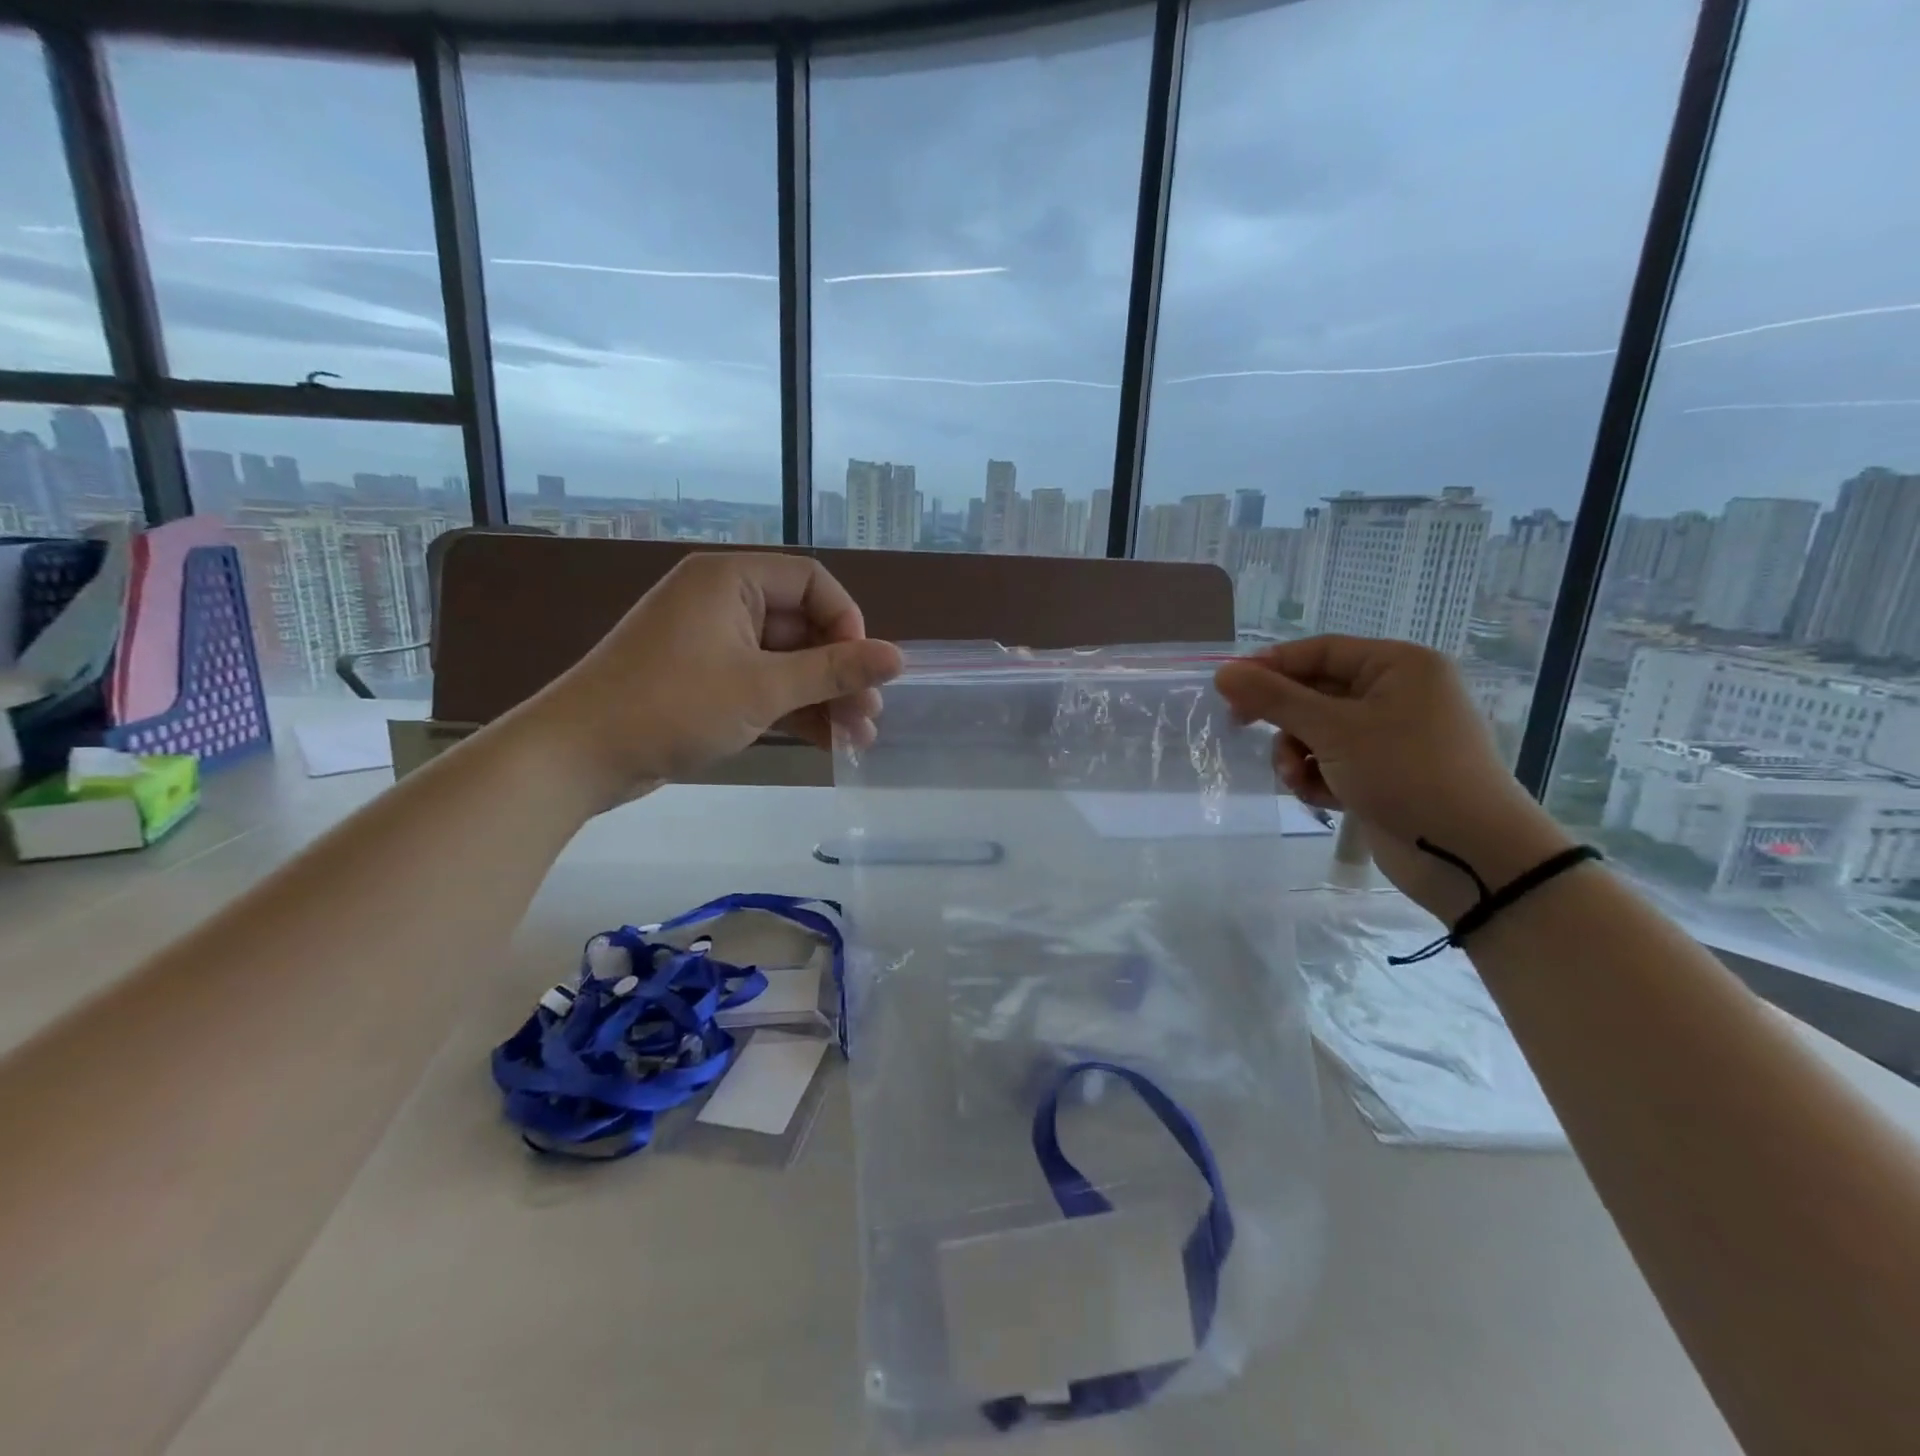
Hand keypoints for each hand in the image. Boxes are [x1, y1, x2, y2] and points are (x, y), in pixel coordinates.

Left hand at [516, 552, 902, 807]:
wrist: (578, 756)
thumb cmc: (673, 706)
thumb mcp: (763, 688)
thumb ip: (834, 671)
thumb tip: (899, 658)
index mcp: (730, 580)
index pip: (812, 583)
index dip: (847, 623)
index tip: (862, 669)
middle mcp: (723, 602)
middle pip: (802, 626)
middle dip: (840, 672)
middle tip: (870, 715)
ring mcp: (712, 644)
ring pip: (785, 662)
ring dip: (823, 697)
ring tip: (859, 738)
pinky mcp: (704, 681)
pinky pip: (762, 684)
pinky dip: (793, 709)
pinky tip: (828, 742)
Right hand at [1215, 636, 1573, 920]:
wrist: (1470, 855)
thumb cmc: (1407, 773)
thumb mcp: (1334, 731)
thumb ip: (1275, 699)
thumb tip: (1223, 672)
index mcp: (1399, 667)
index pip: (1320, 651)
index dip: (1271, 666)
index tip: (1228, 687)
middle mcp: (1397, 694)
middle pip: (1316, 693)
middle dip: (1285, 721)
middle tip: (1241, 728)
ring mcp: (1392, 737)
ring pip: (1318, 732)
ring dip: (1297, 755)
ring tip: (1298, 779)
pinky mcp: (1385, 774)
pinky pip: (1334, 762)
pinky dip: (1318, 777)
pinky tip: (1318, 797)